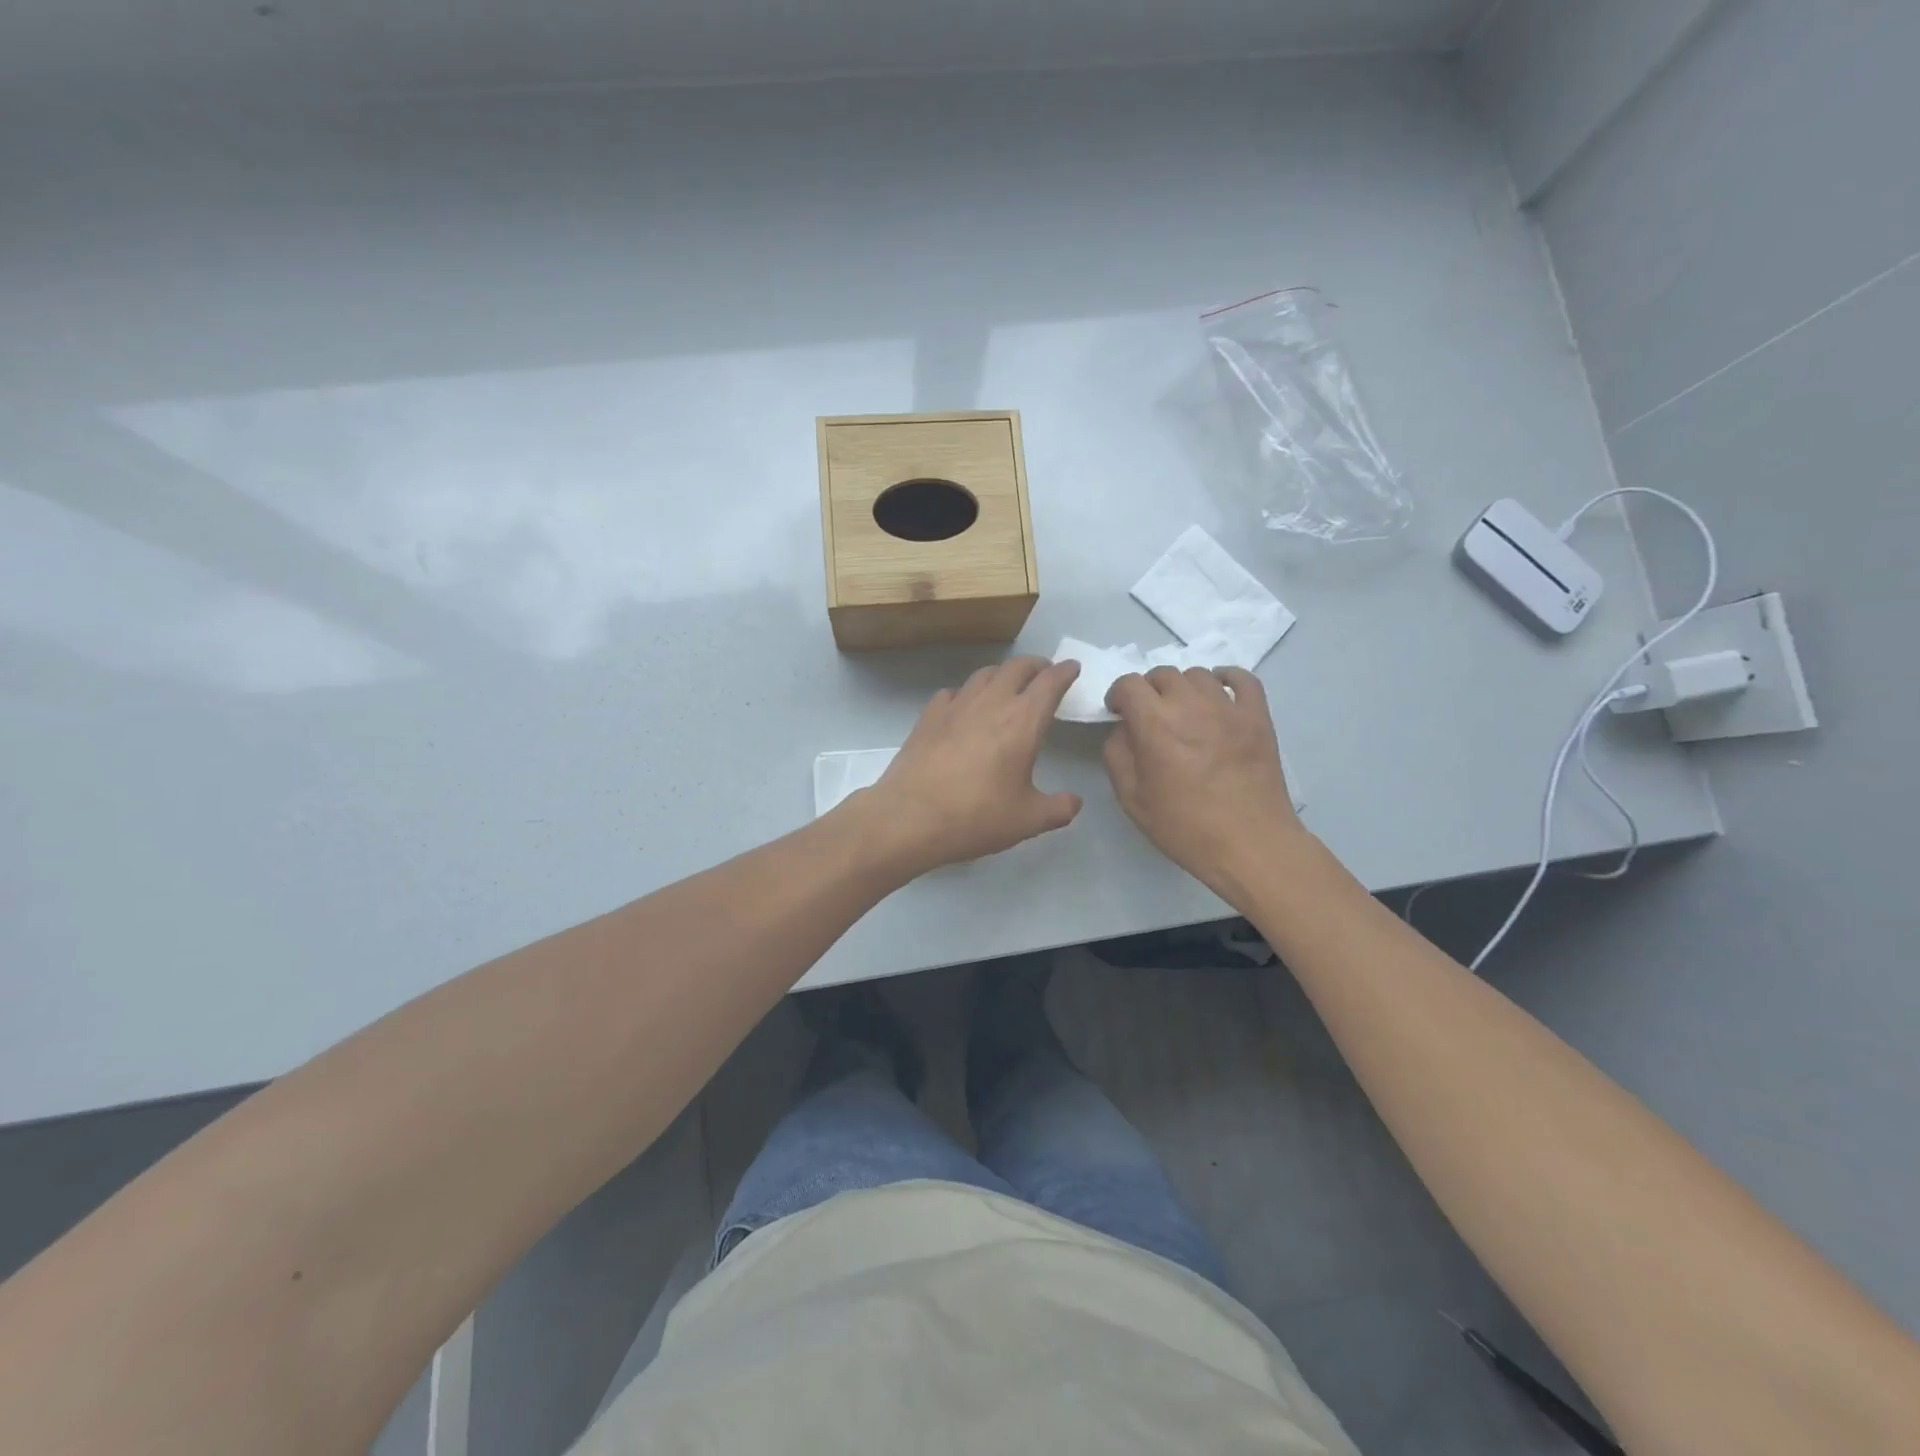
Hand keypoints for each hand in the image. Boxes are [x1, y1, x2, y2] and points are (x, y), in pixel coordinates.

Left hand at [859, 657, 1083, 873]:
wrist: (910, 817)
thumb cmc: (976, 816)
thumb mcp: (1028, 820)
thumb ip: (1058, 808)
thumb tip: (1074, 802)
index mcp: (1022, 721)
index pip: (1049, 683)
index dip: (1064, 672)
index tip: (1072, 668)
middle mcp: (990, 703)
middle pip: (1017, 668)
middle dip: (1035, 666)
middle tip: (1044, 674)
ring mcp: (955, 706)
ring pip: (984, 674)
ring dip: (1002, 674)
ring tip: (1008, 685)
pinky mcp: (928, 716)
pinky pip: (953, 692)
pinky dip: (967, 693)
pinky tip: (964, 708)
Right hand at [1102, 666, 1303, 895]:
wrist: (1249, 843)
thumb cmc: (1184, 826)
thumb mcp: (1131, 798)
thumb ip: (1117, 755)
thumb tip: (1124, 729)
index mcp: (1155, 723)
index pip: (1129, 683)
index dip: (1118, 694)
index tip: (1119, 713)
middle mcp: (1190, 704)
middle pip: (1162, 674)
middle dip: (1148, 690)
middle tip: (1149, 716)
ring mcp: (1228, 707)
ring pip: (1198, 674)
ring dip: (1182, 687)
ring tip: (1183, 710)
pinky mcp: (1257, 715)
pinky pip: (1242, 679)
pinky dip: (1226, 678)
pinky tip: (1219, 693)